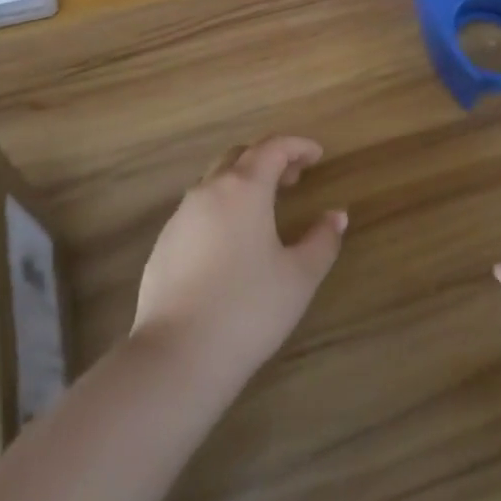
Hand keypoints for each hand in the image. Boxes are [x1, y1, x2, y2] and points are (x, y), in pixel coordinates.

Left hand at [132, 136, 347, 394]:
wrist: (176, 355)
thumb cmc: (248, 309)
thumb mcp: (299, 277)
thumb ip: (322, 241)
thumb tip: (337, 216)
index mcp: (244, 188)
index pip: (273, 148)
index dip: (298, 146)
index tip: (317, 155)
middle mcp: (209, 190)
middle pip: (240, 156)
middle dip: (269, 159)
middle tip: (293, 178)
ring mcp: (180, 216)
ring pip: (215, 181)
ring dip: (242, 182)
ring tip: (265, 208)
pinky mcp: (163, 244)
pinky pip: (197, 209)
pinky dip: (221, 208)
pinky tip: (232, 241)